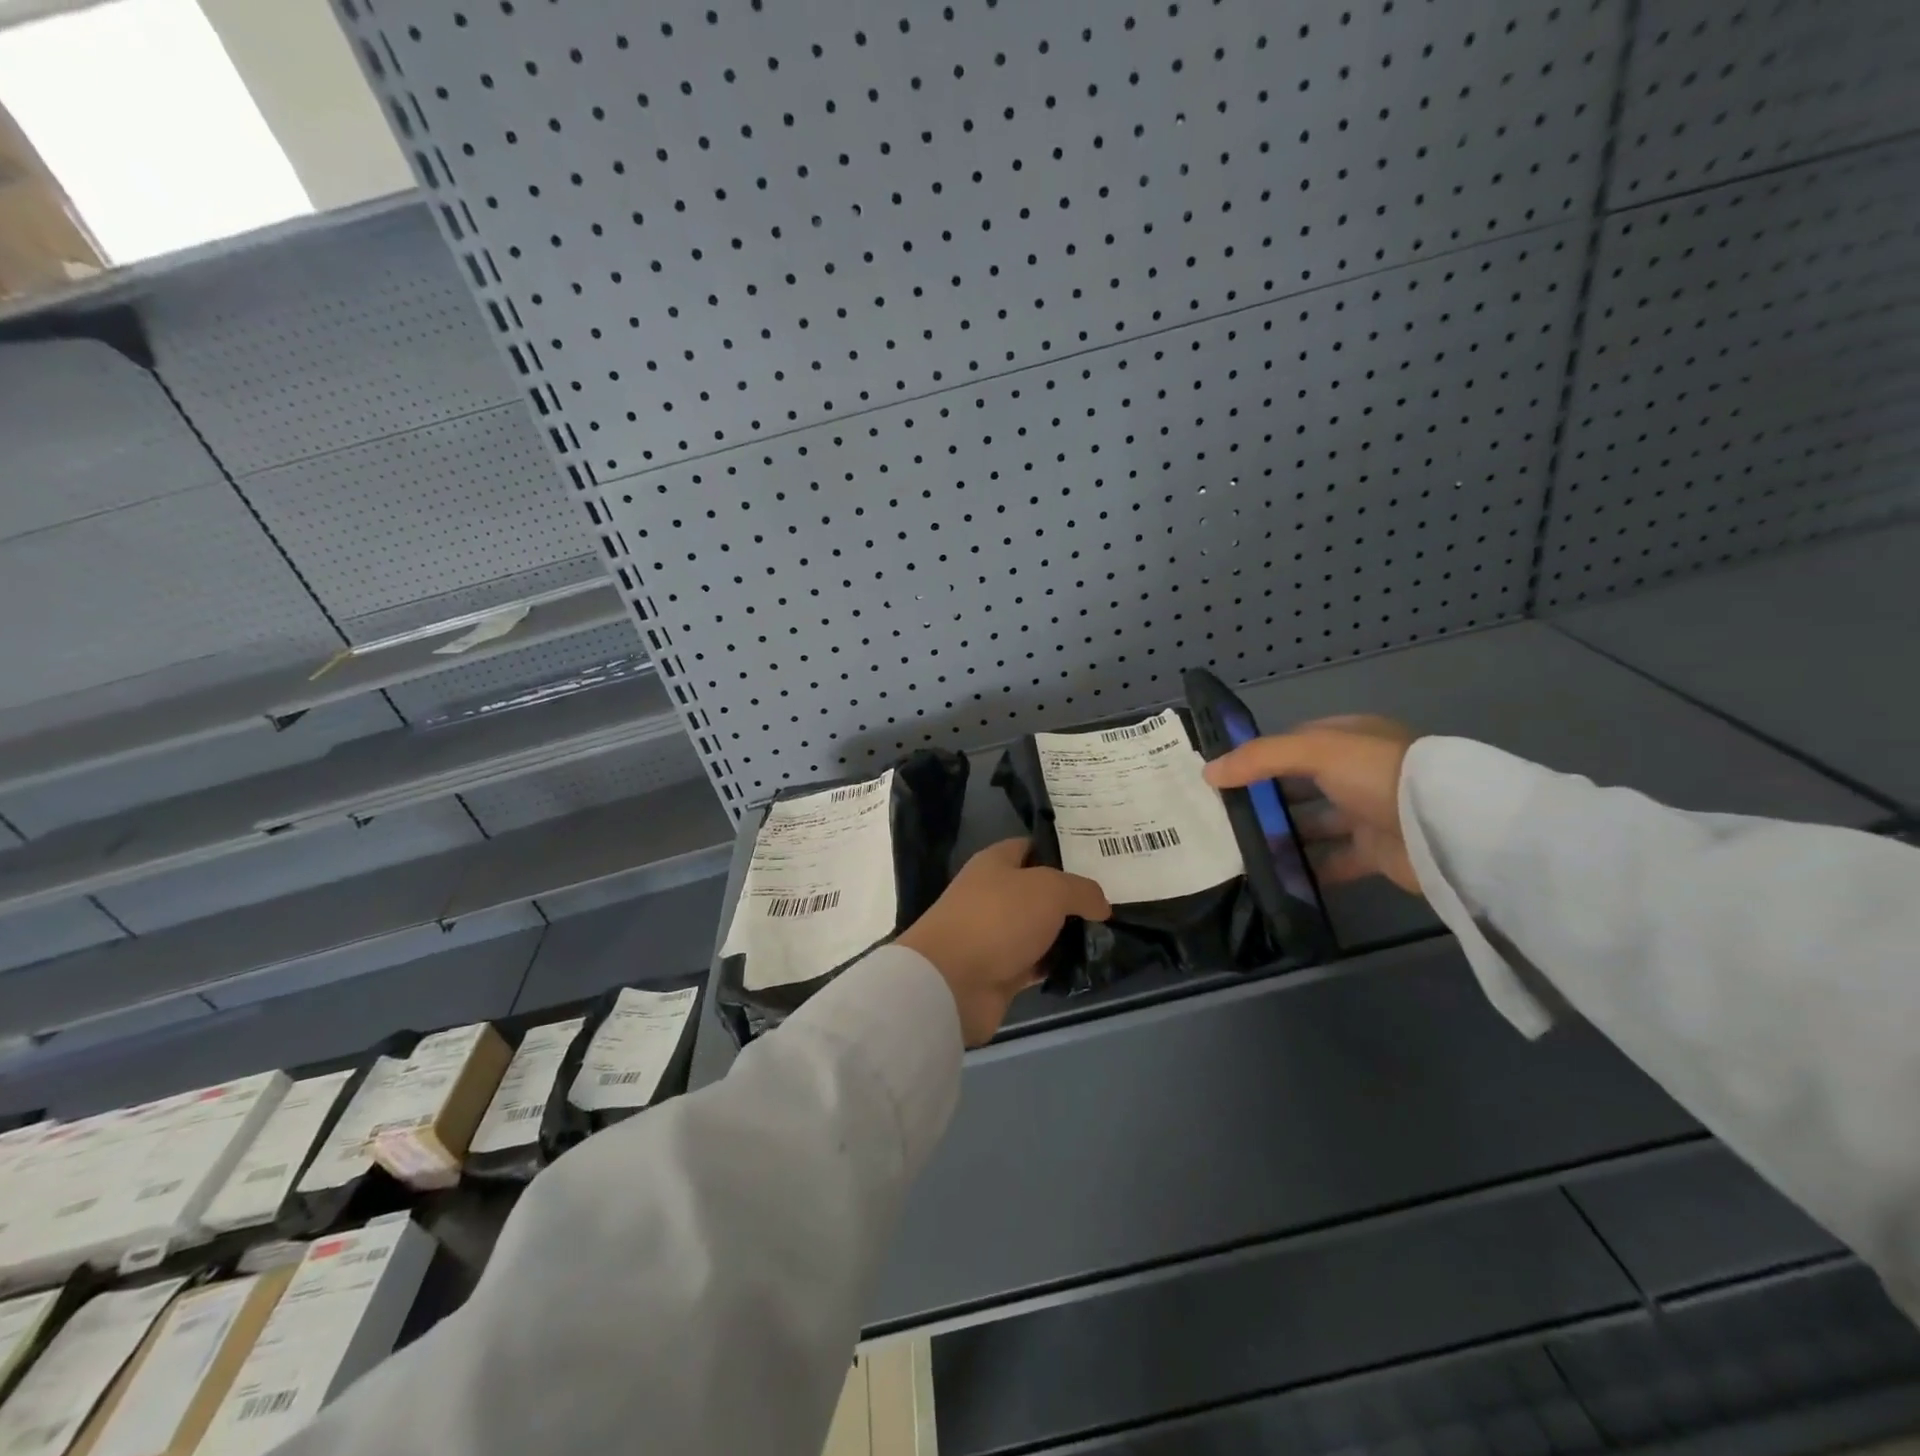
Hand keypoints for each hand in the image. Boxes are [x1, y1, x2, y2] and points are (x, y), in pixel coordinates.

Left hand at [897, 839, 1111, 1045]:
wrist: (952, 982)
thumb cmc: (998, 919)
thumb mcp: (1049, 889)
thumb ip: (1081, 890)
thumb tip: (1101, 905)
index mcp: (995, 863)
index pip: (1032, 847)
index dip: (1063, 853)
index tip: (1098, 863)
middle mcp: (993, 894)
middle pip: (1039, 891)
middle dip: (1072, 898)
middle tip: (1111, 904)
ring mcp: (995, 934)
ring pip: (1040, 929)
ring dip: (1067, 935)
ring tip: (1109, 936)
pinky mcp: (1000, 971)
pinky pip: (1036, 963)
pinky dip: (1056, 965)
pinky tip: (1086, 966)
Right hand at [1203, 715, 1421, 893]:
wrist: (1444, 829)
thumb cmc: (1377, 774)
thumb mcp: (1315, 751)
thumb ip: (1259, 758)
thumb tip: (1208, 772)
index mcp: (1349, 739)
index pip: (1294, 742)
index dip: (1259, 755)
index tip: (1223, 775)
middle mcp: (1358, 773)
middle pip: (1300, 784)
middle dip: (1265, 798)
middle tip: (1223, 815)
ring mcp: (1368, 813)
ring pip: (1313, 823)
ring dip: (1283, 835)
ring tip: (1240, 848)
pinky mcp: (1375, 852)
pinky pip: (1332, 860)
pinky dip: (1306, 868)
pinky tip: (1274, 876)